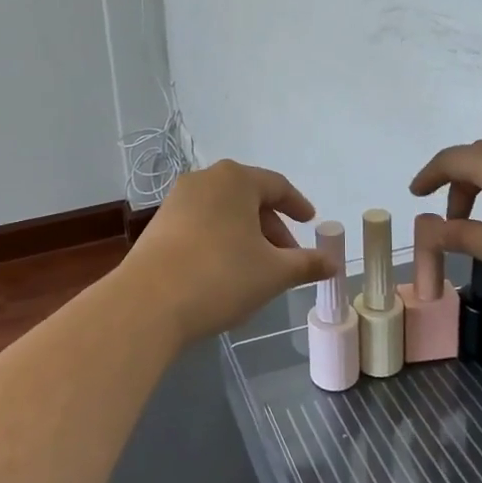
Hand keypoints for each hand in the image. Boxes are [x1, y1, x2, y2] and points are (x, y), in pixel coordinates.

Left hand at [123, 161, 330, 343]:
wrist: (148, 303)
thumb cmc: (221, 276)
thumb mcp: (274, 273)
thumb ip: (307, 264)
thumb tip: (333, 263)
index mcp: (236, 179)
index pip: (277, 186)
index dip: (298, 206)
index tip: (312, 223)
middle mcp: (205, 180)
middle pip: (249, 198)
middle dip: (272, 227)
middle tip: (288, 257)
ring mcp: (177, 201)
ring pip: (224, 213)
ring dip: (246, 236)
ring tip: (258, 268)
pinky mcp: (158, 225)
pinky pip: (201, 225)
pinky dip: (221, 241)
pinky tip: (225, 272)